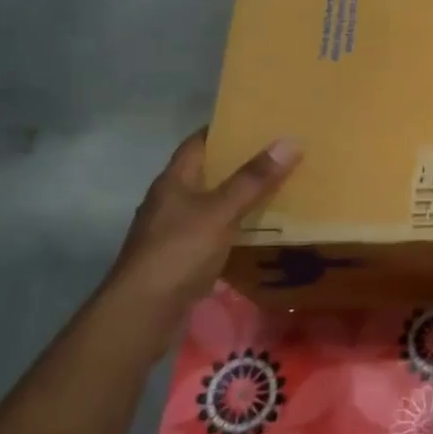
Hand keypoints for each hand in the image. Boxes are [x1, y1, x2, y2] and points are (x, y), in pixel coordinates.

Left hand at [97, 131, 300, 329]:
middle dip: (240, 162)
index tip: (258, 120)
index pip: (198, 142)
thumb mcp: (220, 211)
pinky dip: (236, 225)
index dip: (225, 129)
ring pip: (213, 203)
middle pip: (207, 172)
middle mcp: (171, 201)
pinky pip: (215, 231)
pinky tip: (260, 228)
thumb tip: (290, 140)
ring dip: (240, 196)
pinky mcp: (182, 257)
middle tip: (279, 152)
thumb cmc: (178, 251)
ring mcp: (174, 230)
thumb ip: (254, 179)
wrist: (142, 313)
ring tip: (279, 186)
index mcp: (173, 181)